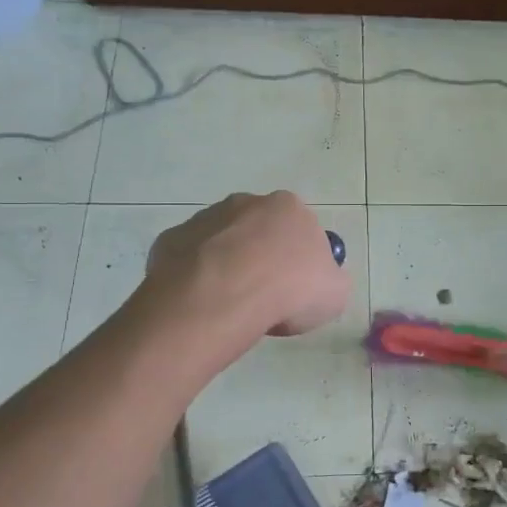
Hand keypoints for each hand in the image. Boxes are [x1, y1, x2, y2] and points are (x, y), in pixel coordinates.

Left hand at [143, 192, 350, 337]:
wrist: (224, 297)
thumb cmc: (290, 290)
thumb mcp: (335, 293)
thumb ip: (329, 279)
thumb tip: (318, 281)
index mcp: (289, 208)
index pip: (300, 230)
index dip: (300, 261)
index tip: (296, 290)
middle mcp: (246, 202)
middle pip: (257, 230)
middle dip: (260, 257)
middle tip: (263, 296)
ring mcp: (204, 218)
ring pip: (221, 242)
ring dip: (227, 266)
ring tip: (230, 304)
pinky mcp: (170, 239)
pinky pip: (188, 259)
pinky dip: (195, 277)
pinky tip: (203, 302)